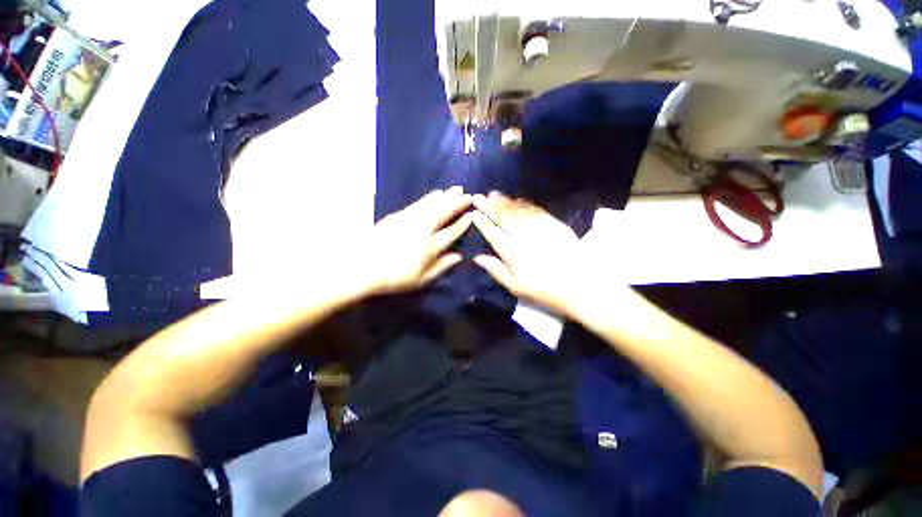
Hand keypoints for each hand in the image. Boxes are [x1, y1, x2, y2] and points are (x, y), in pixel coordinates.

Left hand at [363, 187, 471, 295]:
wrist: (362, 267)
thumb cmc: (394, 277)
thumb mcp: (421, 279)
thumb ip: (441, 267)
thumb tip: (459, 257)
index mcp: (430, 246)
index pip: (451, 232)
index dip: (462, 223)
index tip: (471, 215)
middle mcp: (423, 229)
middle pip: (443, 212)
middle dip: (457, 203)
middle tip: (468, 194)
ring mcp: (410, 220)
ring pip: (432, 204)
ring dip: (446, 196)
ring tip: (455, 189)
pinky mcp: (398, 215)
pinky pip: (419, 203)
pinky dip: (430, 197)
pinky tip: (435, 193)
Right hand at [471, 192, 582, 315]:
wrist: (580, 285)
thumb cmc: (544, 290)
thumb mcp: (515, 287)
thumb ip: (495, 270)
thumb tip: (477, 258)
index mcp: (512, 253)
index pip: (493, 234)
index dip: (482, 223)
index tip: (474, 213)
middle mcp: (523, 237)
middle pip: (503, 218)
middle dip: (489, 206)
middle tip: (478, 197)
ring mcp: (539, 228)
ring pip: (518, 211)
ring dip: (504, 201)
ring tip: (493, 194)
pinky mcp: (554, 224)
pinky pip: (535, 210)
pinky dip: (524, 203)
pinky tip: (517, 199)